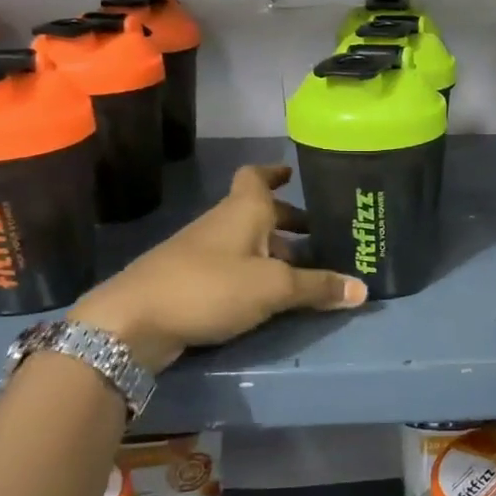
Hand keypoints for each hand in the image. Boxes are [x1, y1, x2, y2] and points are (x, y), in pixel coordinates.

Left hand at [71, 165, 365, 368]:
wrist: (133, 321)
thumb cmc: (210, 286)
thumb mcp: (273, 287)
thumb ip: (318, 287)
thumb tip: (363, 290)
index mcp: (243, 210)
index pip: (257, 176)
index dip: (275, 173)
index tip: (294, 174)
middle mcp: (223, 223)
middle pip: (258, 213)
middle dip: (288, 221)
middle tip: (319, 235)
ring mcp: (203, 252)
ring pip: (247, 242)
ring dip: (274, 251)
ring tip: (304, 271)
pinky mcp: (191, 281)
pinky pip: (234, 267)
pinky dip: (255, 273)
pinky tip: (269, 297)